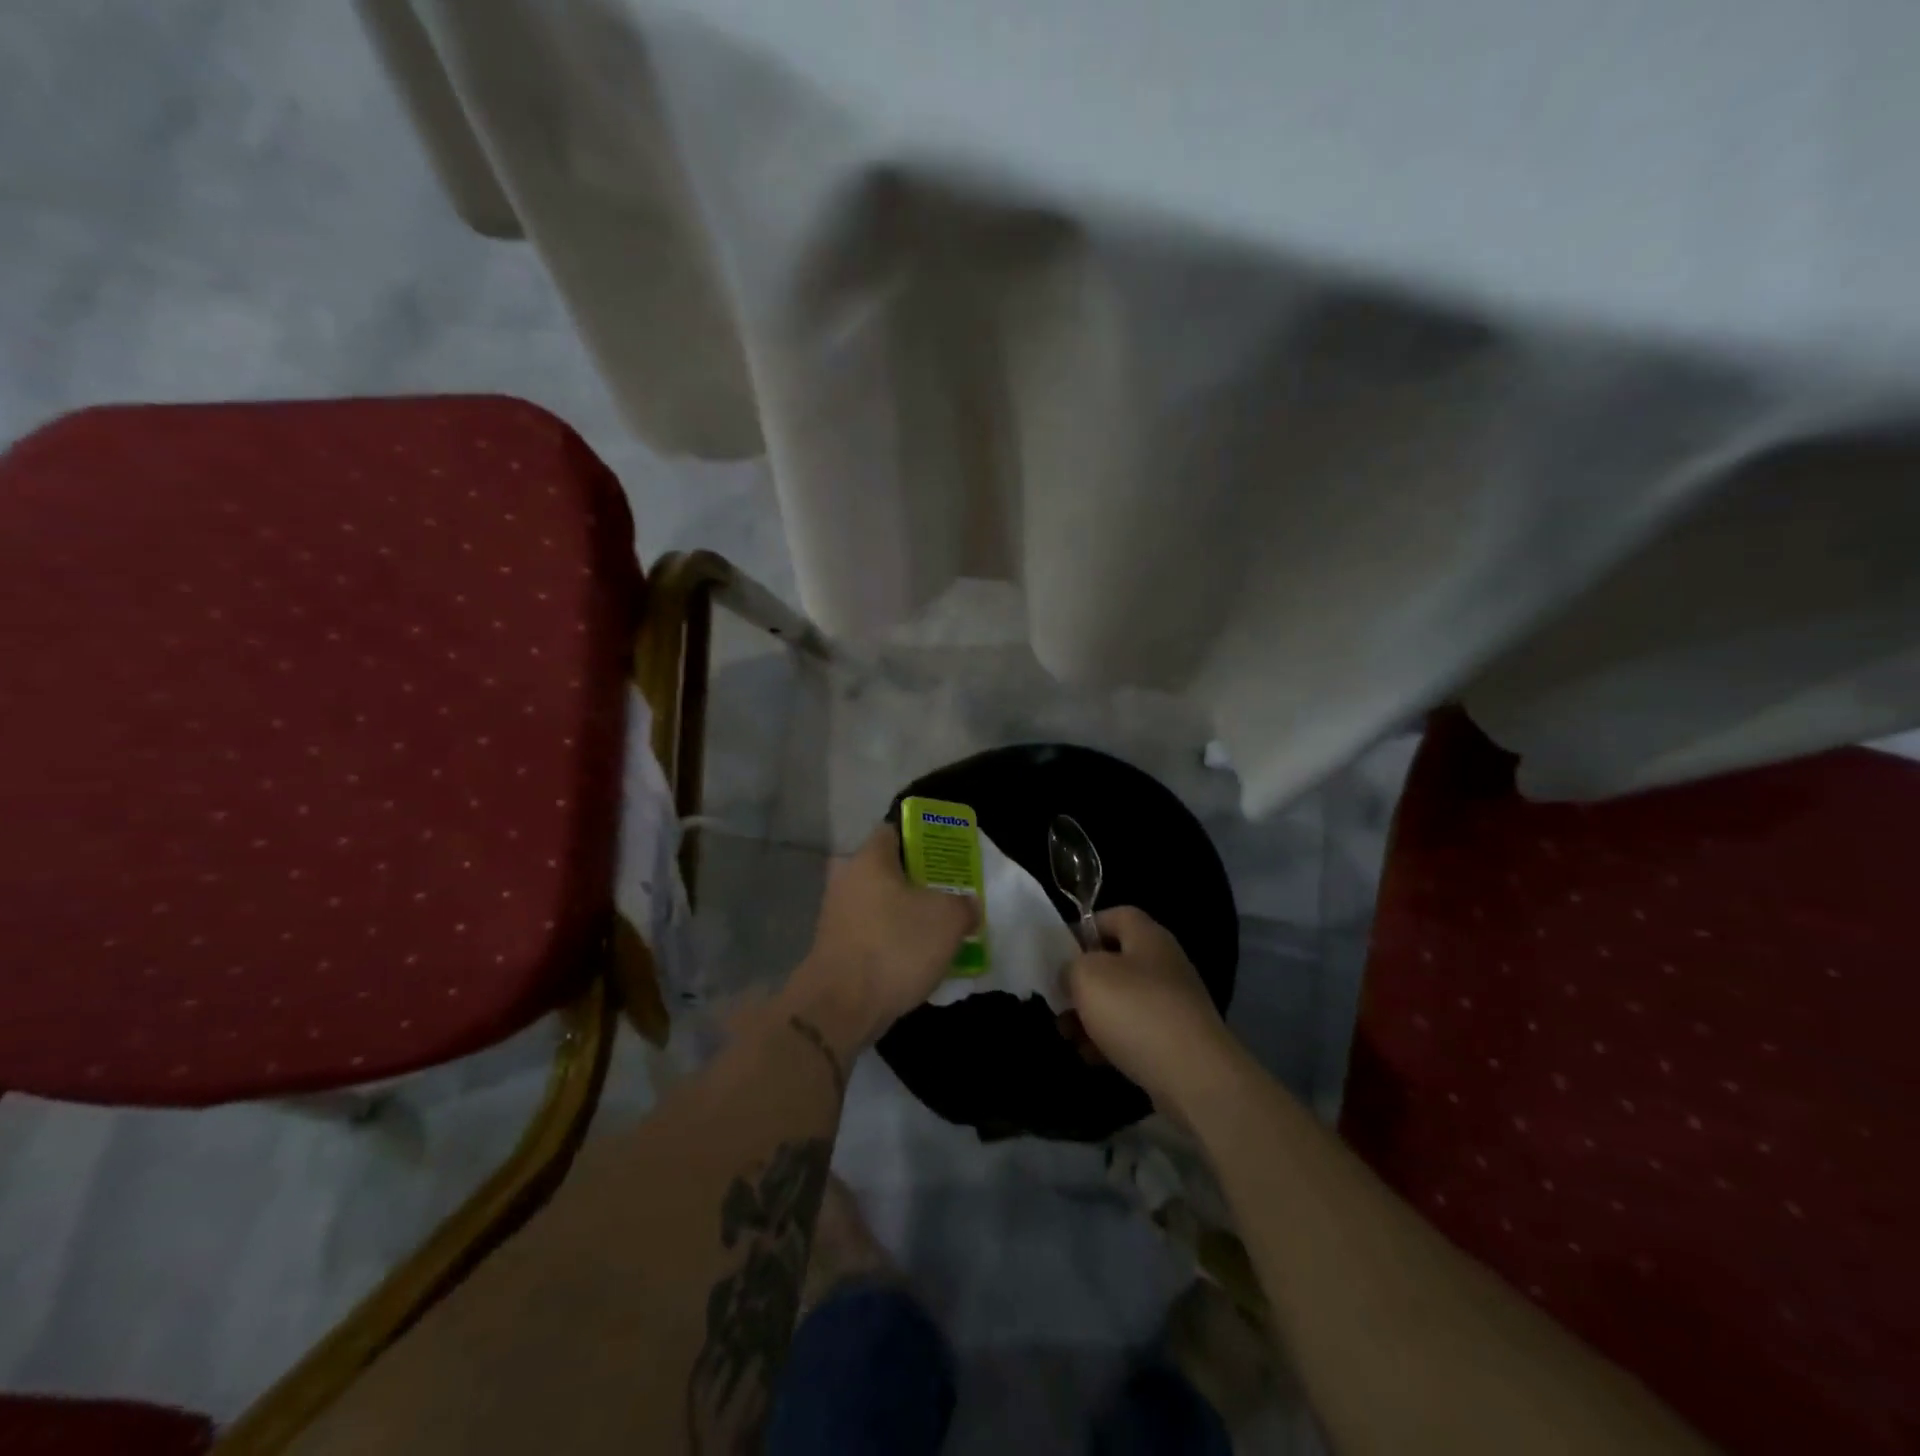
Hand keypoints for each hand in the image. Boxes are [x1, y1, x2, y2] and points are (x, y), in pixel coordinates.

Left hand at [781, 824, 978, 1059]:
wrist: (840, 1007)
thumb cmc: (895, 947)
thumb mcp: (948, 920)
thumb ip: (964, 904)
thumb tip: (967, 905)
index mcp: (869, 858)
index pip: (895, 830)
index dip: (923, 839)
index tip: (946, 857)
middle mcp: (846, 878)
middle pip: (887, 869)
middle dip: (917, 881)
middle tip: (946, 895)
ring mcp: (835, 913)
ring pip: (878, 903)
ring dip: (903, 914)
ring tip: (936, 931)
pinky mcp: (833, 946)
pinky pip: (870, 931)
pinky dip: (889, 940)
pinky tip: (913, 959)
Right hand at [1065, 906, 1234, 1118]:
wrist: (1194, 1076)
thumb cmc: (1135, 1011)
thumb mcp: (1087, 976)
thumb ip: (1071, 966)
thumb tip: (1072, 973)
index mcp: (1148, 937)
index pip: (1115, 916)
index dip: (1085, 929)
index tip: (1060, 953)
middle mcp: (1164, 964)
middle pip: (1115, 962)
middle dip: (1083, 982)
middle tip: (1060, 1000)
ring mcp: (1173, 1004)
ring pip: (1122, 1001)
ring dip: (1092, 1015)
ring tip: (1068, 1035)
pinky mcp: (1176, 1040)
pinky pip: (1135, 1032)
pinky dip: (1111, 1041)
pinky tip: (1091, 1057)